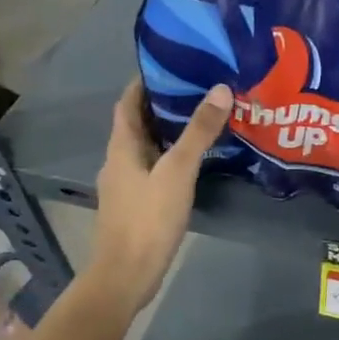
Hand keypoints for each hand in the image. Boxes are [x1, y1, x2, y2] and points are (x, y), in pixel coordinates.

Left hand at [82, 77, 232, 317]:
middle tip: (200, 88)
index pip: (128, 103)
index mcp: (121, 147)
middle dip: (164, 104)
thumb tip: (220, 89)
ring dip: (170, 131)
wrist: (126, 276)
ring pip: (148, 147)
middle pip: (139, 123)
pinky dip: (173, 156)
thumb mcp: (177, 171)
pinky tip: (197, 161)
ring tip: (204, 118)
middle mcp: (119, 161)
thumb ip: (198, 132)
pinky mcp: (138, 204)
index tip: (172, 64)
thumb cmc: (147, 219)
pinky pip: (155, 168)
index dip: (145, 81)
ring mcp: (127, 185)